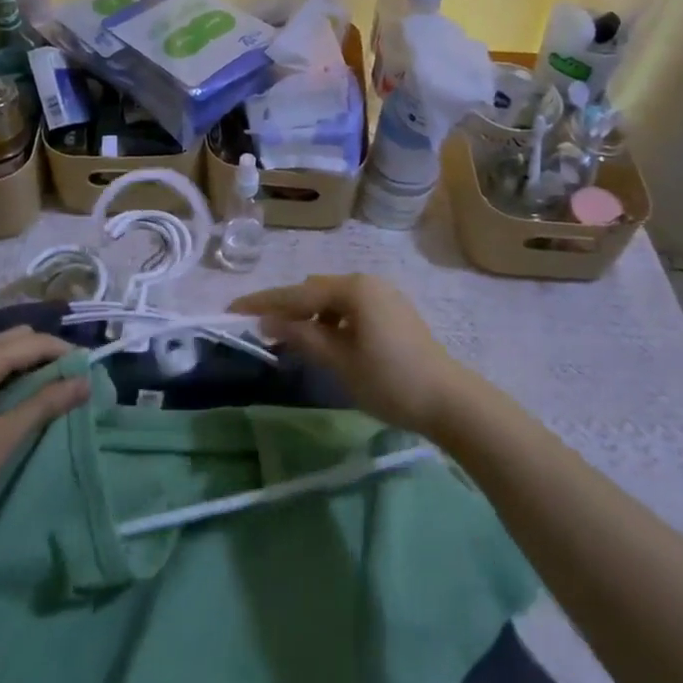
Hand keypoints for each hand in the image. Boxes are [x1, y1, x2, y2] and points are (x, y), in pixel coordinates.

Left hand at [0, 327, 88, 559]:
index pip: (33, 341)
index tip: (91, 372)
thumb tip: (85, 381)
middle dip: (46, 353)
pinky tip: (16, 402)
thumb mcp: (4, 438)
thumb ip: (45, 404)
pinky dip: (6, 377)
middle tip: (71, 381)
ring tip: (50, 392)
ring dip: (26, 365)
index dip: (65, 352)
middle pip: (14, 339)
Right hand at [230, 274, 477, 435]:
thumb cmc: (390, 381)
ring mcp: (383, 295)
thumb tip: (267, 321)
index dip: (264, 302)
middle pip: (315, 290)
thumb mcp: (340, 362)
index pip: (298, 292)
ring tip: (290, 339)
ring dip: (310, 315)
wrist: (449, 400)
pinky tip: (324, 341)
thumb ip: (302, 336)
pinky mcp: (392, 311)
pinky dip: (332, 320)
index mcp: (354, 288)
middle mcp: (367, 282)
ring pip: (334, 299)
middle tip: (260, 328)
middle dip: (287, 307)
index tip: (233, 309)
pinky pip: (351, 308)